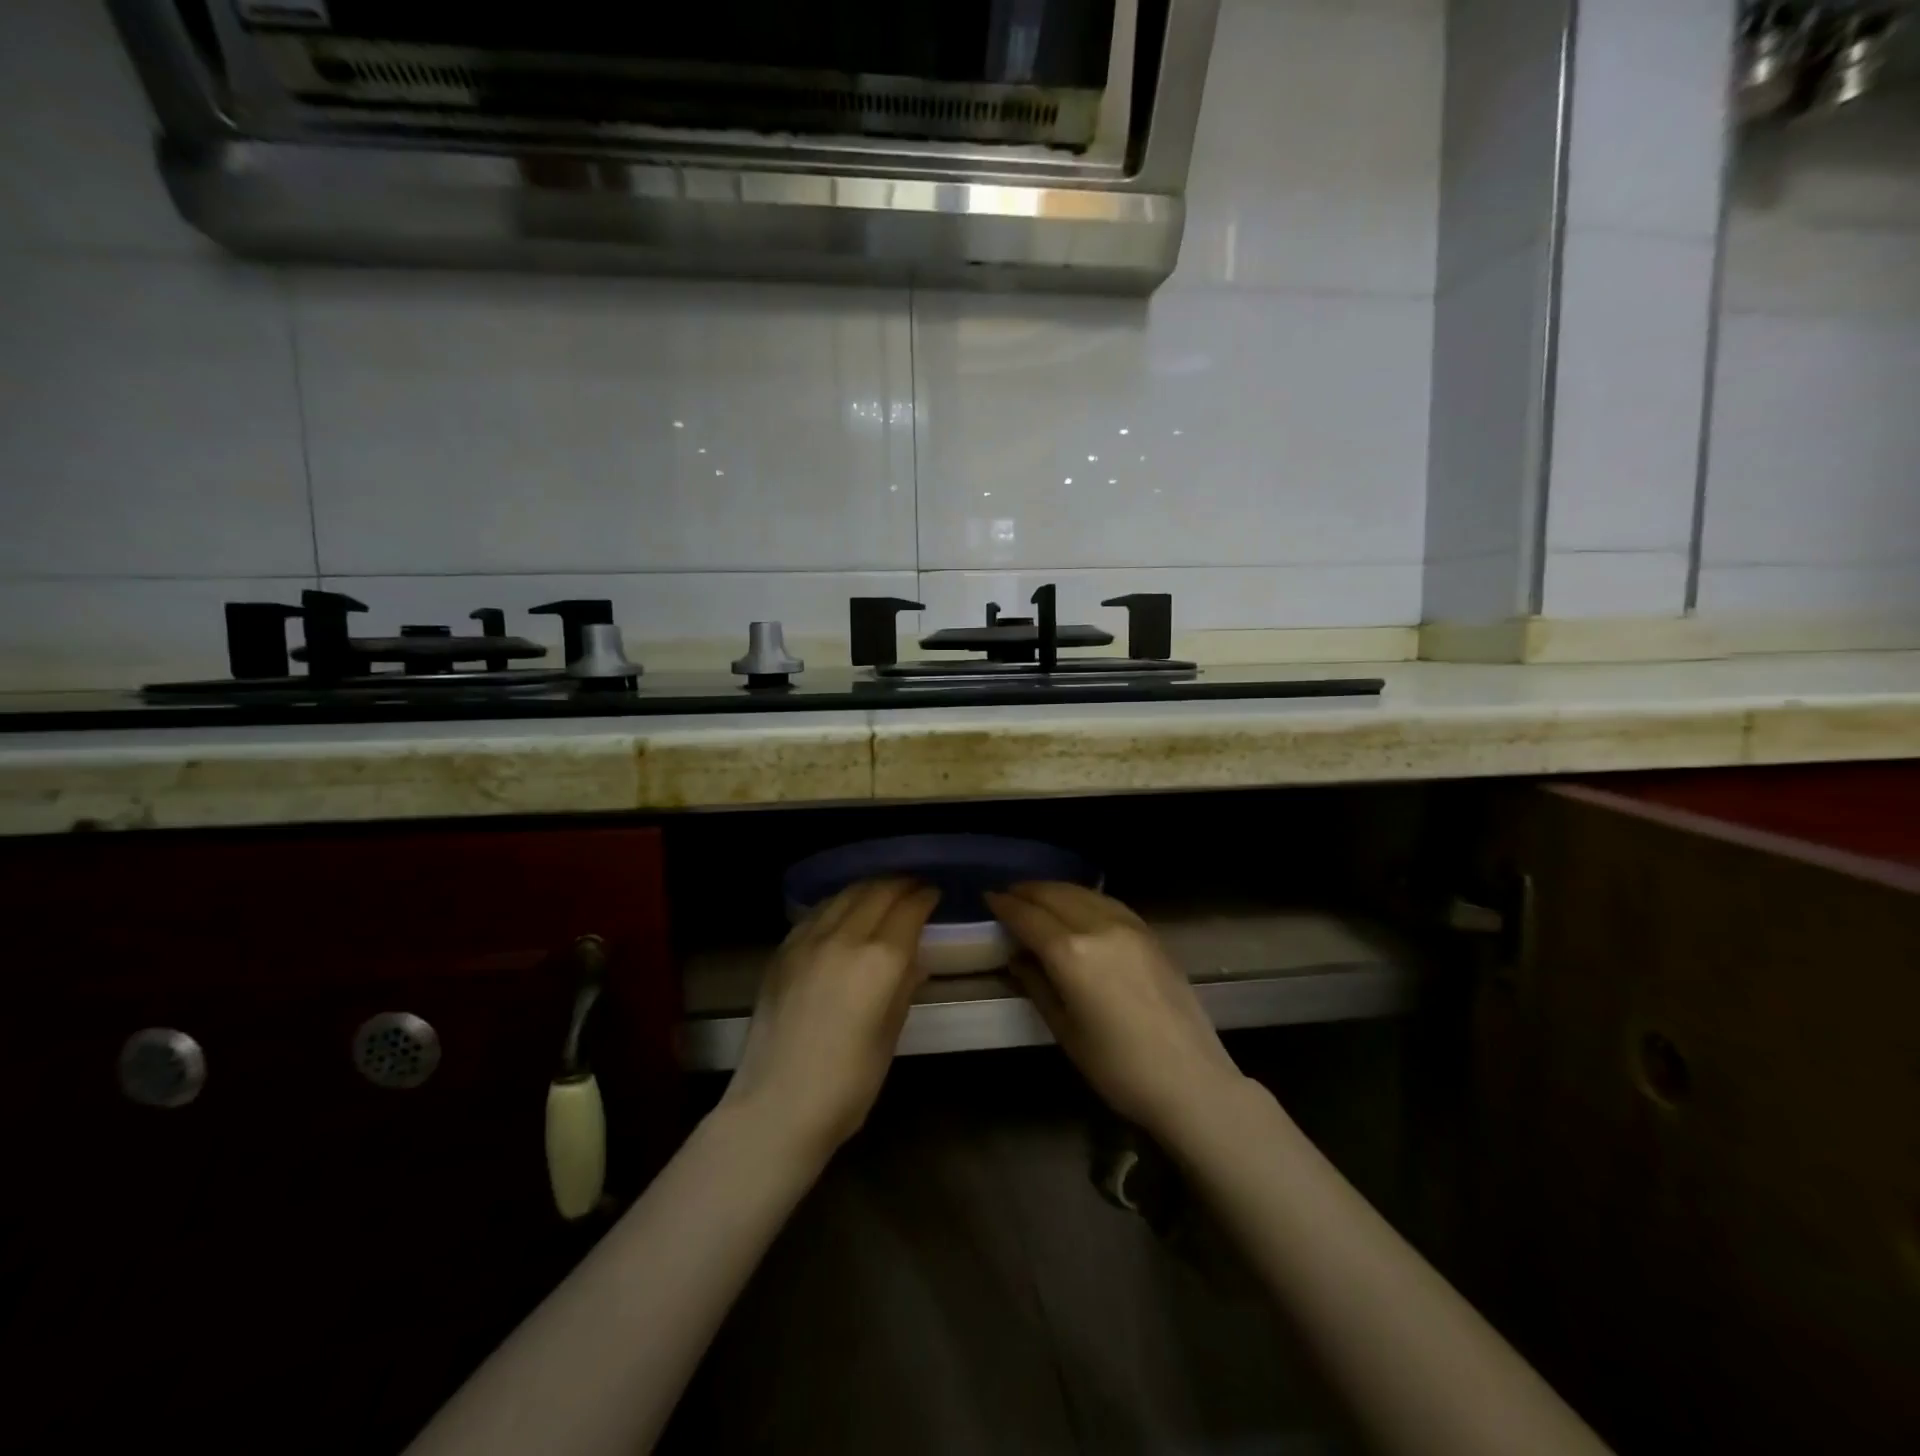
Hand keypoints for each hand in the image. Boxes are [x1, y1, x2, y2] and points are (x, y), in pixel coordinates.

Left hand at [720, 878, 937, 1161]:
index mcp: (879, 961)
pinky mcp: (783, 951)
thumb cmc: (848, 1084)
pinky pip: (817, 912)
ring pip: (845, 894)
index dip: (925, 897)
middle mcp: (844, 938)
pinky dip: (839, 903)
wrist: (776, 1107)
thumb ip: (903, 988)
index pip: (909, 909)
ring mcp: (808, 941)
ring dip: (870, 888)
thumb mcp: (889, 1036)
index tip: (934, 894)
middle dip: (901, 884)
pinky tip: (844, 911)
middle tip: (915, 887)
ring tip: (884, 892)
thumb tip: (913, 960)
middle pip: (878, 892)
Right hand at [986, 882, 1247, 1141]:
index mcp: (1071, 953)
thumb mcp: (1064, 1030)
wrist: (1189, 1079)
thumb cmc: (1116, 1067)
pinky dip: (1084, 897)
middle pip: (1055, 895)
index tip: (988, 898)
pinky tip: (1077, 904)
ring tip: (1037, 895)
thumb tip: (1017, 957)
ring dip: (1055, 889)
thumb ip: (1037, 984)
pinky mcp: (1150, 933)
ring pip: (1082, 892)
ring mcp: (1129, 926)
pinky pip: (1108, 902)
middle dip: (1027, 891)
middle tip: (1008, 894)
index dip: (1005, 906)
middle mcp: (1098, 927)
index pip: (1028, 917)